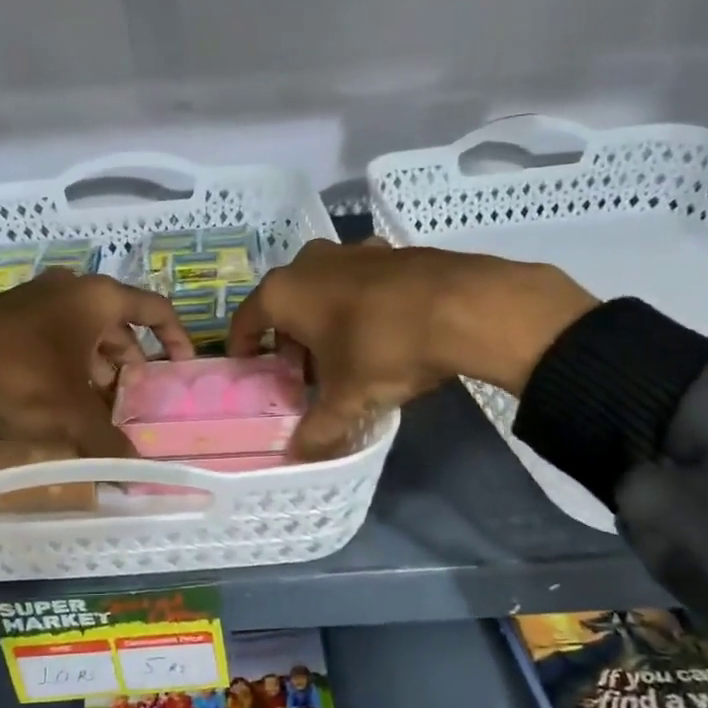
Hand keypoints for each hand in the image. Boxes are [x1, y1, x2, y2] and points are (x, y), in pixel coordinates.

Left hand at [0, 269, 194, 454]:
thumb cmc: (19, 377)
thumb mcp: (71, 414)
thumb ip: (110, 443)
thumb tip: (138, 479)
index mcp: (95, 297)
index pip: (153, 308)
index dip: (175, 336)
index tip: (182, 366)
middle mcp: (68, 289)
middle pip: (117, 322)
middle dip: (130, 359)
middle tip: (135, 395)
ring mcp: (34, 299)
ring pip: (82, 331)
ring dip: (97, 365)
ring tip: (99, 403)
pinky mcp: (6, 316)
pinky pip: (52, 336)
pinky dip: (67, 363)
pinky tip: (60, 398)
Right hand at [226, 239, 597, 458]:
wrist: (464, 306)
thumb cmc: (383, 348)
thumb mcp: (347, 399)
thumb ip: (317, 429)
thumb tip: (297, 456)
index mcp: (284, 292)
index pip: (245, 321)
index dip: (243, 350)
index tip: (250, 372)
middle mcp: (309, 263)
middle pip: (285, 306)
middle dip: (288, 342)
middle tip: (300, 376)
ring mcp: (351, 251)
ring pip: (322, 292)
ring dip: (323, 323)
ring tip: (340, 359)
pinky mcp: (388, 251)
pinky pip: (357, 283)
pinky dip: (357, 306)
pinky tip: (379, 334)